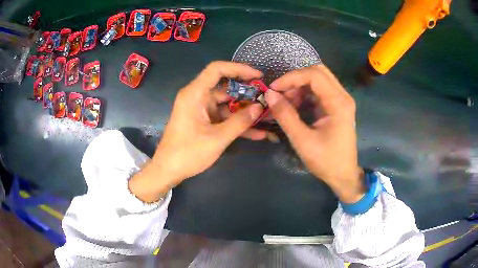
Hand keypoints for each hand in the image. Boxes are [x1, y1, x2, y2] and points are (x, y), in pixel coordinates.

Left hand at [129, 61, 264, 201]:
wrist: (168, 170)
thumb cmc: (188, 153)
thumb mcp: (218, 138)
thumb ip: (240, 121)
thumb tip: (260, 107)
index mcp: (195, 94)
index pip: (217, 69)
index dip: (238, 68)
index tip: (257, 76)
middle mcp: (197, 97)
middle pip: (225, 87)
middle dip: (247, 93)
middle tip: (267, 99)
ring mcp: (201, 110)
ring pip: (227, 104)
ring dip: (245, 111)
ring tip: (267, 116)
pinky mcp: (204, 121)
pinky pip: (223, 117)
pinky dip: (237, 123)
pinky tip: (257, 133)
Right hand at [265, 65, 364, 202]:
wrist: (343, 175)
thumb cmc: (326, 161)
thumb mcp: (302, 141)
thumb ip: (285, 116)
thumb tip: (270, 95)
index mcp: (338, 103)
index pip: (314, 75)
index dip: (291, 78)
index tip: (273, 89)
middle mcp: (342, 96)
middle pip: (318, 71)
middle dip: (295, 79)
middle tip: (280, 93)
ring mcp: (341, 100)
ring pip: (318, 79)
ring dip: (299, 86)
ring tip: (285, 102)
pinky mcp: (337, 106)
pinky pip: (319, 90)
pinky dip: (304, 93)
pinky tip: (295, 105)